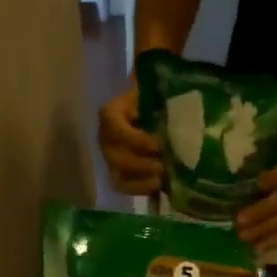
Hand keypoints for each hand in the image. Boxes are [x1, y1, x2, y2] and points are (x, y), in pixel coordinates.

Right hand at [98, 81, 163, 196]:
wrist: (154, 112)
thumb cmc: (156, 100)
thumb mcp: (156, 91)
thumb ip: (160, 90)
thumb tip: (171, 86)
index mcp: (112, 113)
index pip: (113, 126)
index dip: (135, 139)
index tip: (158, 144)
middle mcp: (105, 137)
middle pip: (115, 156)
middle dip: (140, 164)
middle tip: (163, 166)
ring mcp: (111, 157)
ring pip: (118, 174)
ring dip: (140, 180)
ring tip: (161, 179)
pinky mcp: (119, 173)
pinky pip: (123, 186)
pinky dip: (140, 189)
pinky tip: (157, 187)